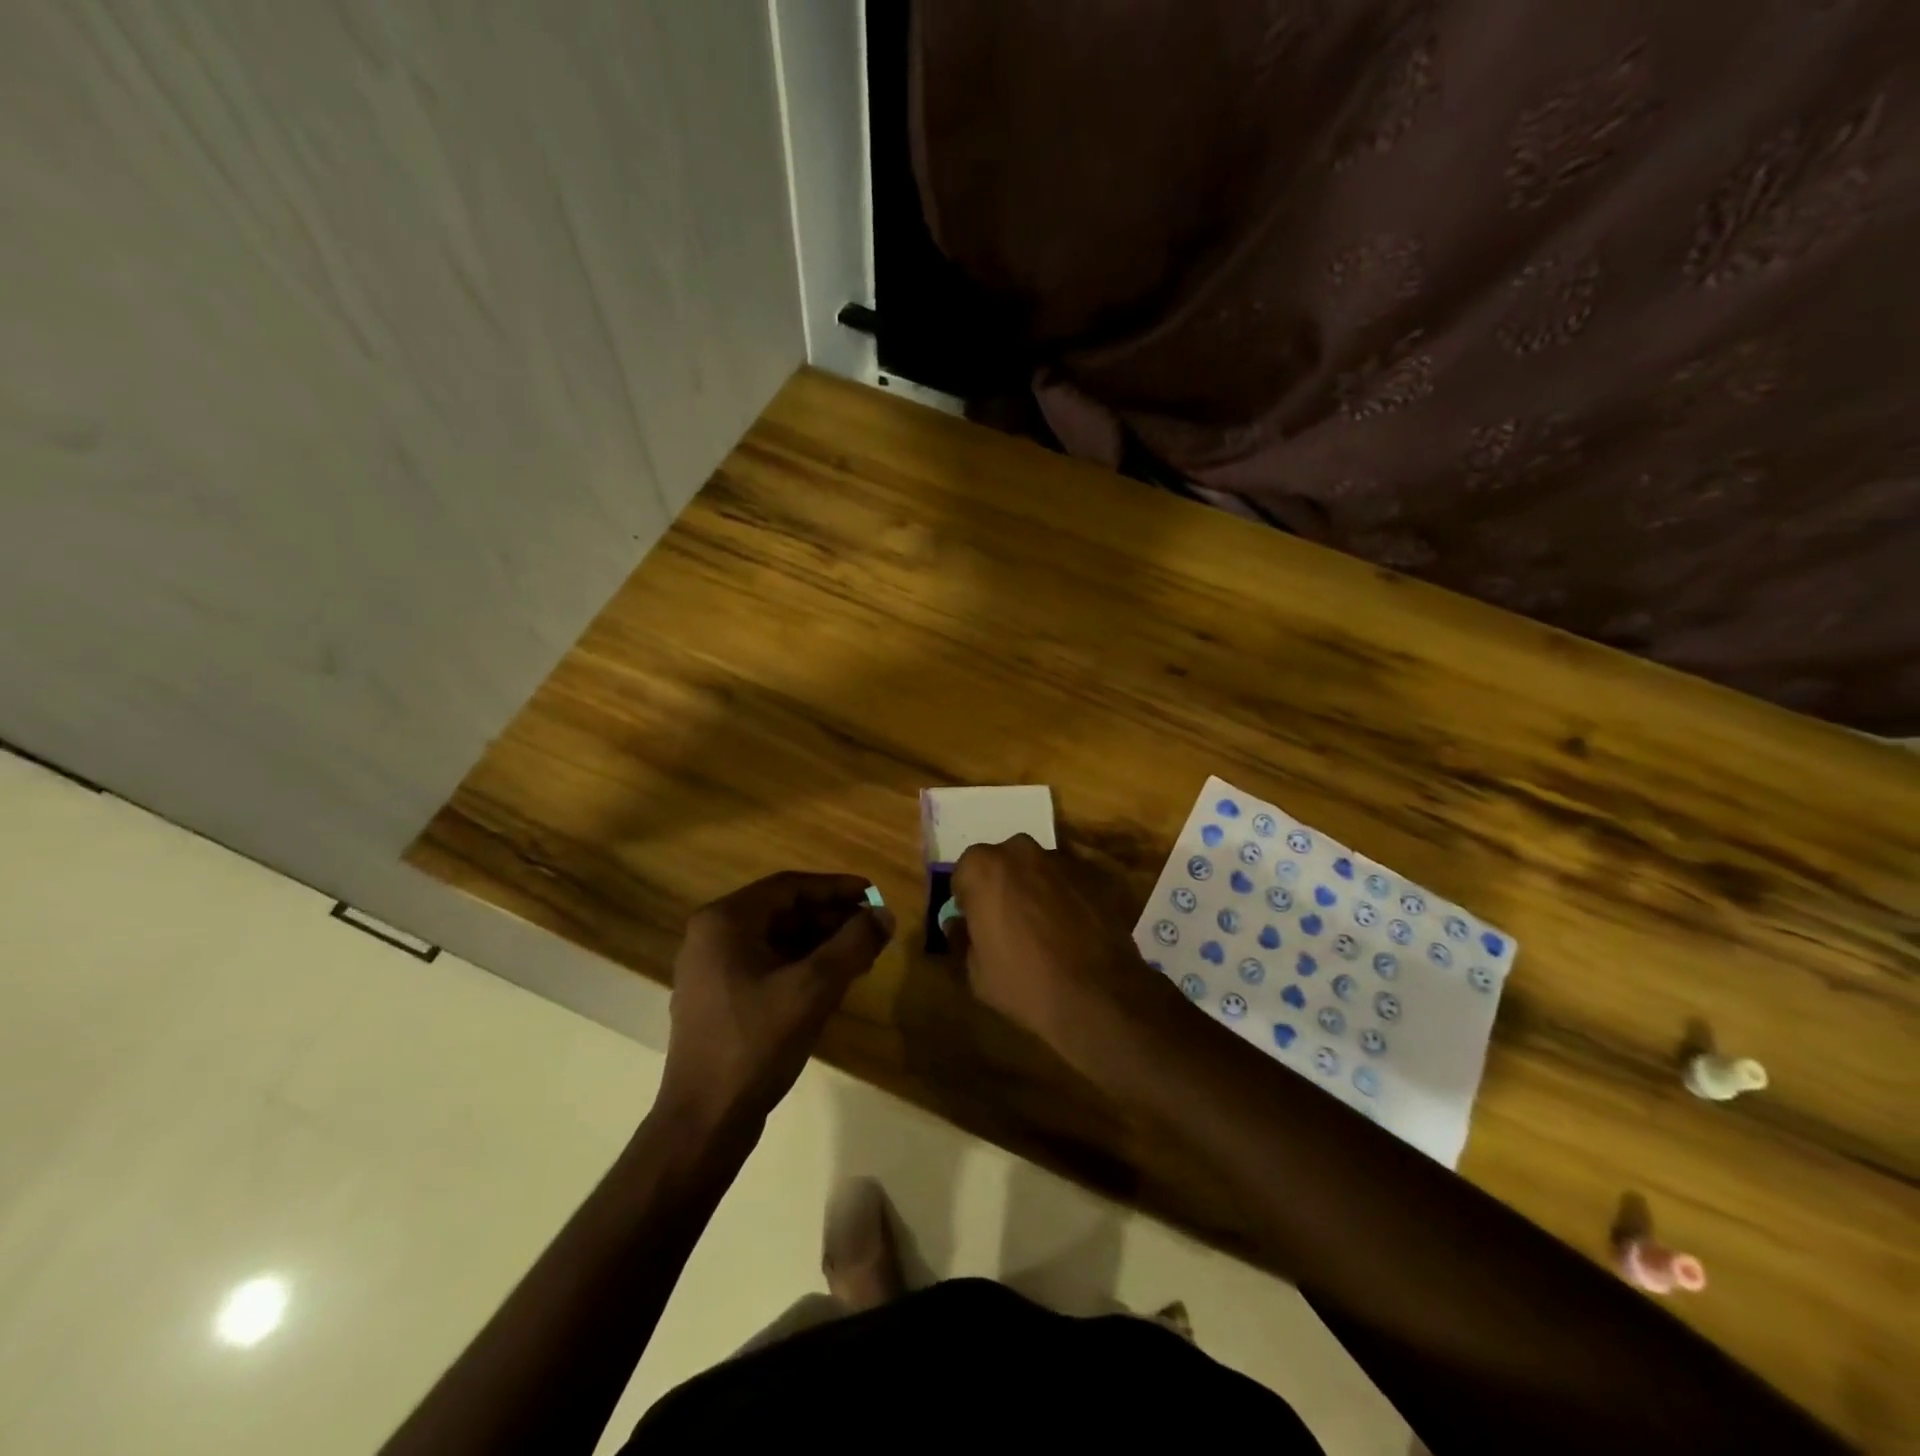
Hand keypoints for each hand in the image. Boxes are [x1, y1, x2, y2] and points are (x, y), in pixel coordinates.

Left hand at [661, 872, 893, 1127]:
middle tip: (873, 928)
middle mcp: (712, 936)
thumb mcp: (814, 988)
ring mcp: (711, 969)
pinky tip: (833, 980)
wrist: (704, 1122)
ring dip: (820, 942)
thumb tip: (884, 914)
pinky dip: (801, 965)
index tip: (874, 895)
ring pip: (777, 939)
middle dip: (831, 918)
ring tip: (862, 954)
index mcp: (725, 921)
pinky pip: (766, 964)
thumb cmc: (757, 1044)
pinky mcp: (718, 997)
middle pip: (783, 911)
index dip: (836, 888)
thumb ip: (853, 944)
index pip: (790, 887)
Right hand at [948, 835, 1170, 1075]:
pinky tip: (1071, 930)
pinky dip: (1065, 897)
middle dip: (1001, 887)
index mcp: (984, 867)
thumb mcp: (975, 972)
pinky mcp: (1094, 874)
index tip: (974, 924)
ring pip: (1037, 869)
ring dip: (1034, 889)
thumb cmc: (1024, 982)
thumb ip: (961, 938)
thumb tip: (958, 924)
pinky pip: (1068, 882)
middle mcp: (1021, 851)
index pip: (964, 874)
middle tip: (1007, 923)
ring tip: (1043, 929)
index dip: (967, 900)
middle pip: (1002, 864)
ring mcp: (1062, 859)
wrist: (1098, 994)